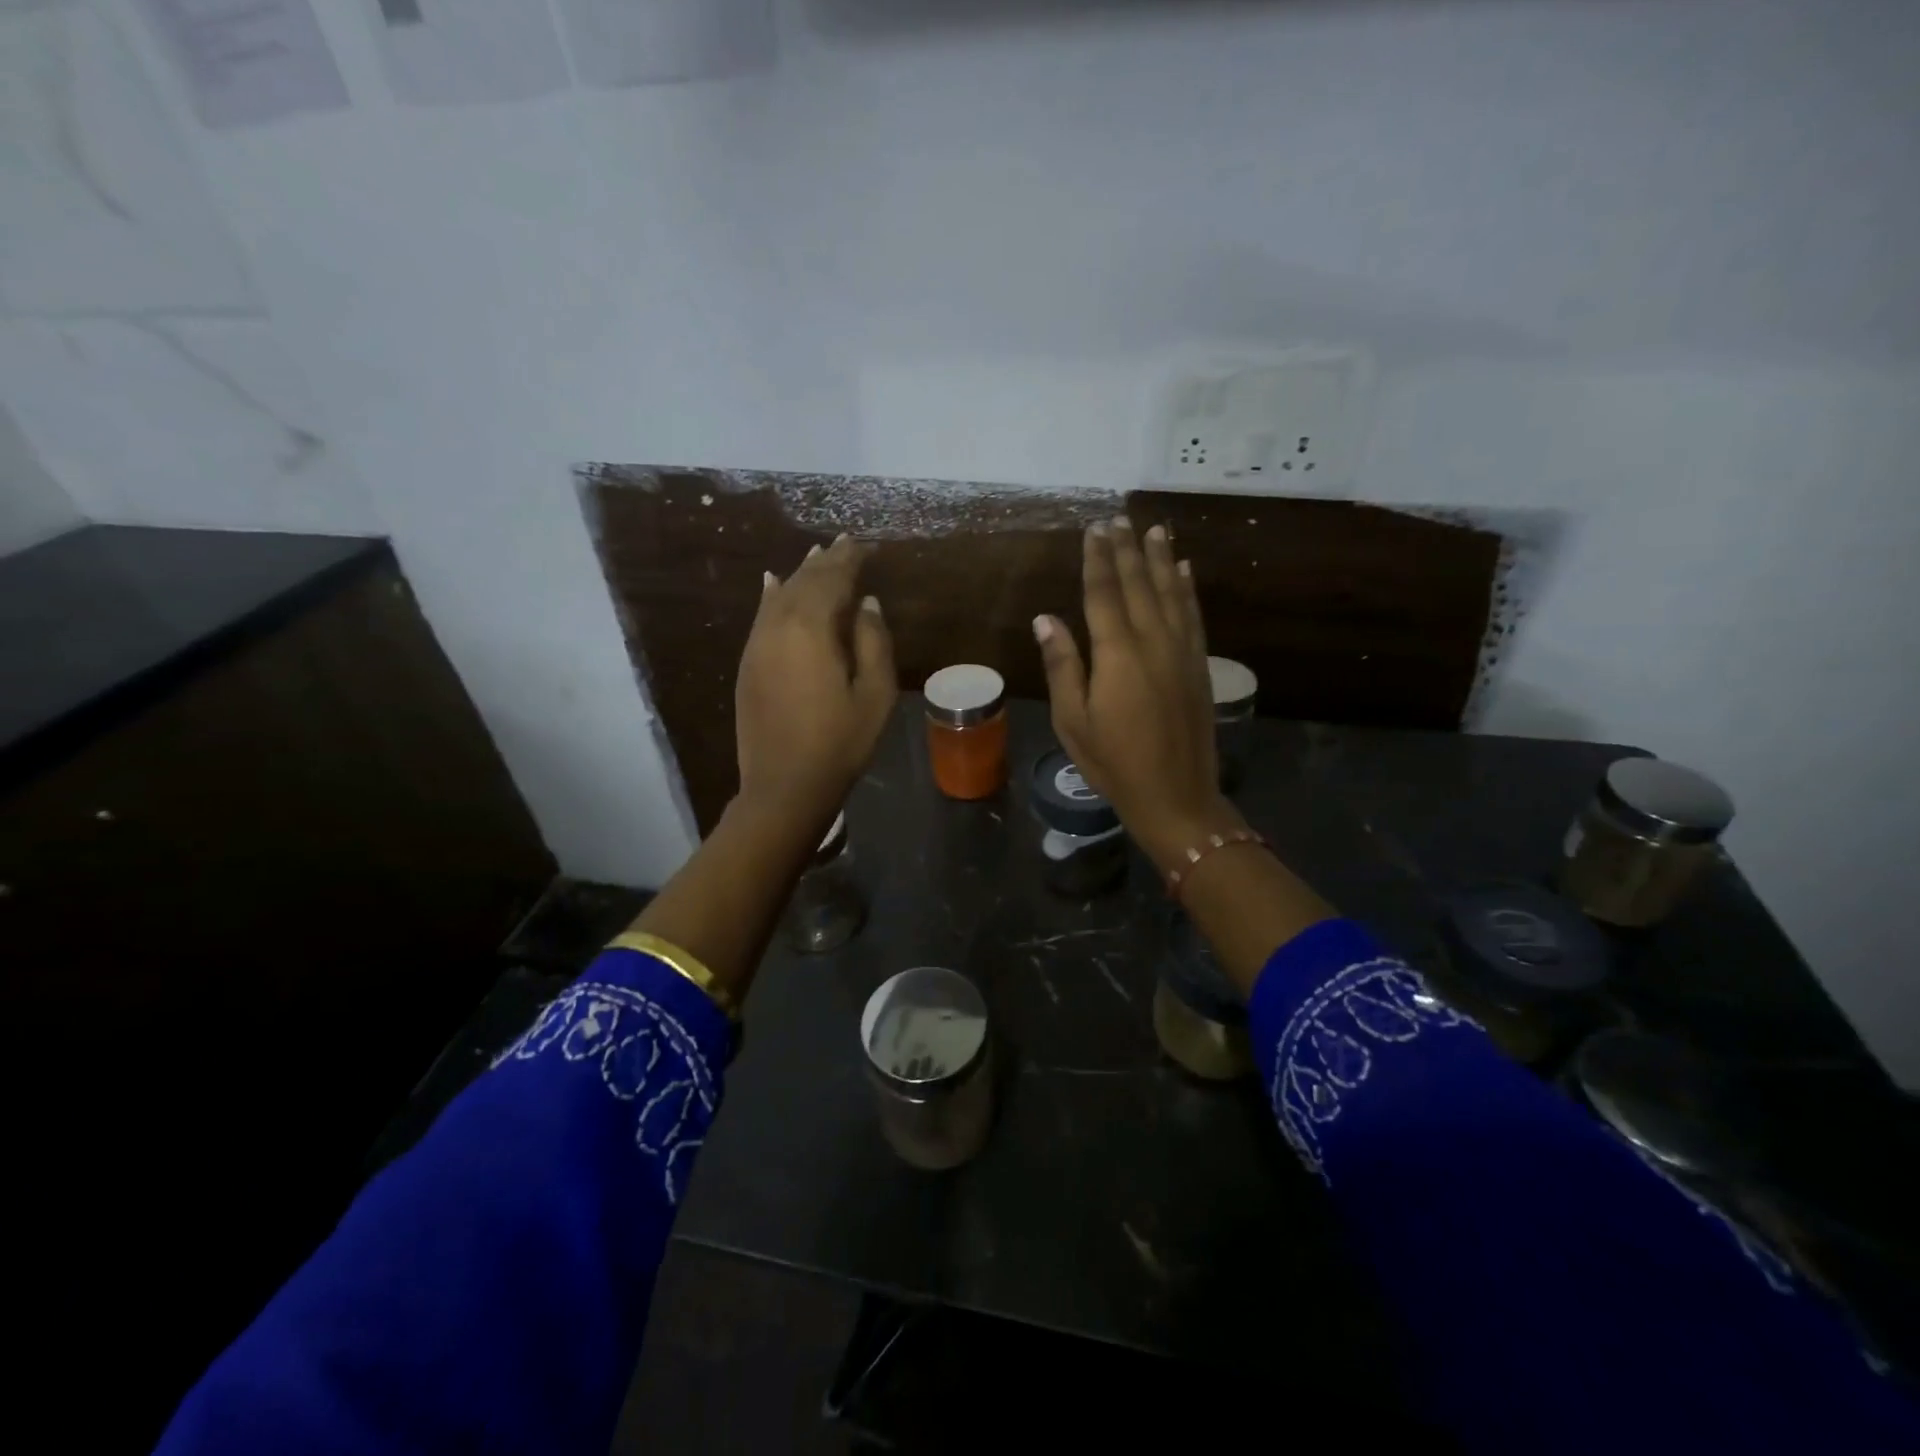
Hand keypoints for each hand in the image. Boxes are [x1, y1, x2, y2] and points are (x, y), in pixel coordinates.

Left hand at [735, 535, 897, 836]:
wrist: (784, 786)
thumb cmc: (840, 743)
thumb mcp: (875, 694)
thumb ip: (874, 642)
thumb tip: (867, 603)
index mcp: (811, 628)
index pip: (833, 579)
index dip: (850, 559)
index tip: (866, 545)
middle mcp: (778, 625)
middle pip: (804, 582)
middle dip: (826, 562)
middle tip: (845, 544)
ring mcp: (757, 643)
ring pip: (779, 595)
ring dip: (800, 574)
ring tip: (817, 556)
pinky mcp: (748, 663)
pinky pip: (761, 615)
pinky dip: (771, 595)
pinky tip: (773, 583)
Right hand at [1033, 518, 1242, 871]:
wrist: (1175, 794)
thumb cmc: (1112, 761)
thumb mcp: (1072, 719)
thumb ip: (1063, 665)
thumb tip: (1046, 618)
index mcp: (1117, 654)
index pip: (1104, 594)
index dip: (1097, 559)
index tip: (1094, 530)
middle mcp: (1153, 642)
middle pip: (1138, 585)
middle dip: (1127, 550)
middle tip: (1119, 518)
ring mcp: (1181, 651)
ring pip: (1170, 593)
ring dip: (1160, 559)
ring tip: (1154, 530)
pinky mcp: (1198, 665)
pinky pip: (1193, 616)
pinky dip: (1187, 589)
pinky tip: (1184, 571)